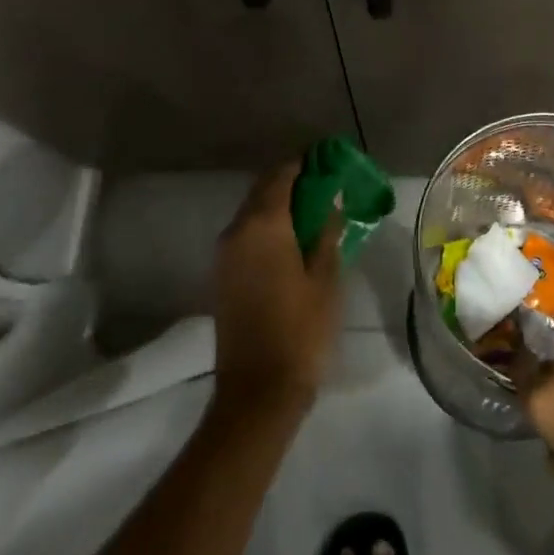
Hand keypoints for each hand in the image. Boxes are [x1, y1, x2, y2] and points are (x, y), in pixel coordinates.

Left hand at [211, 162, 343, 419]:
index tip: (330, 163)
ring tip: (314, 214)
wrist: (257, 391)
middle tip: (327, 189)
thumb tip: (331, 203)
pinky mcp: (222, 275)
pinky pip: (246, 235)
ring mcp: (224, 254)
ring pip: (253, 213)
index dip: (306, 164)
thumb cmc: (302, 331)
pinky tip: (293, 242)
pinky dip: (268, 227)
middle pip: (264, 190)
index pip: (282, 175)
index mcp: (264, 225)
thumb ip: (328, 233)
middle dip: (294, 183)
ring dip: (280, 206)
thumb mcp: (326, 279)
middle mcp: (237, 231)